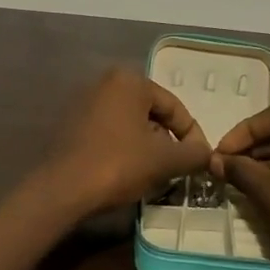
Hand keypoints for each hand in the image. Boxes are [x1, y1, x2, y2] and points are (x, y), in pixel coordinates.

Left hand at [42, 68, 211, 213]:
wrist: (62, 189)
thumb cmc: (118, 165)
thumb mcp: (165, 160)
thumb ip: (193, 153)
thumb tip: (206, 154)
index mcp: (129, 81)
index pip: (174, 107)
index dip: (192, 135)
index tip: (199, 161)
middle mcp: (104, 83)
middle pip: (151, 114)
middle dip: (167, 141)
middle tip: (177, 168)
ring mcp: (83, 103)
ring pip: (130, 125)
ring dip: (146, 147)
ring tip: (155, 174)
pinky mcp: (70, 125)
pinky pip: (109, 133)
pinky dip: (123, 148)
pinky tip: (127, 172)